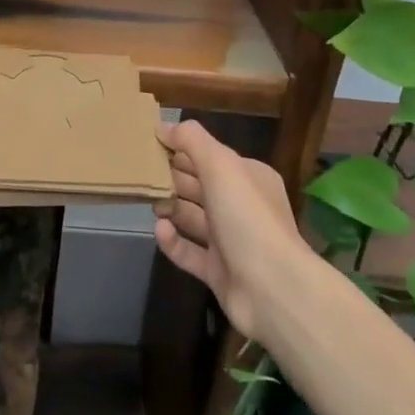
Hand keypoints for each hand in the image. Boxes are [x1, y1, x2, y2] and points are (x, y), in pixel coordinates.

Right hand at [153, 119, 308, 342]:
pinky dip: (173, 241)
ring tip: (149, 201)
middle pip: (200, 186)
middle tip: (141, 174)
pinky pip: (188, 251)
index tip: (150, 145)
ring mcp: (231, 241)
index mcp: (248, 177)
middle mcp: (241, 207)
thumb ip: (192, 141)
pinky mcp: (218, 271)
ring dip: (170, 208)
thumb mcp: (221, 166)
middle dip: (172, 178)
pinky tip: (159, 231)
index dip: (182, 149)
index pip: (210, 157)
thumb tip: (163, 126)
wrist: (273, 288)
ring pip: (193, 218)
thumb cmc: (247, 217)